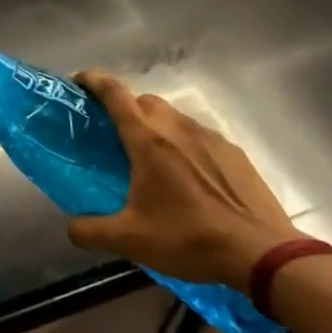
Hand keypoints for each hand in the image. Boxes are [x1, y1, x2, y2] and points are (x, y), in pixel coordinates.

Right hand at [67, 72, 295, 291]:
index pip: (114, 93)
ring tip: (154, 160)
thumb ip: (91, 231)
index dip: (93, 80)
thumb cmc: (189, 238)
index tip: (78, 82)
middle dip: (125, 108)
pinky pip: (200, 137)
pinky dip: (186, 146)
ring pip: (173, 117)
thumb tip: (70, 228)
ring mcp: (209, 137)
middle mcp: (176, 127)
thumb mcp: (131, 240)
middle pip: (143, 101)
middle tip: (115, 136)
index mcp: (147, 140)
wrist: (260, 252)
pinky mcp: (233, 152)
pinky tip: (190, 178)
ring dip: (157, 128)